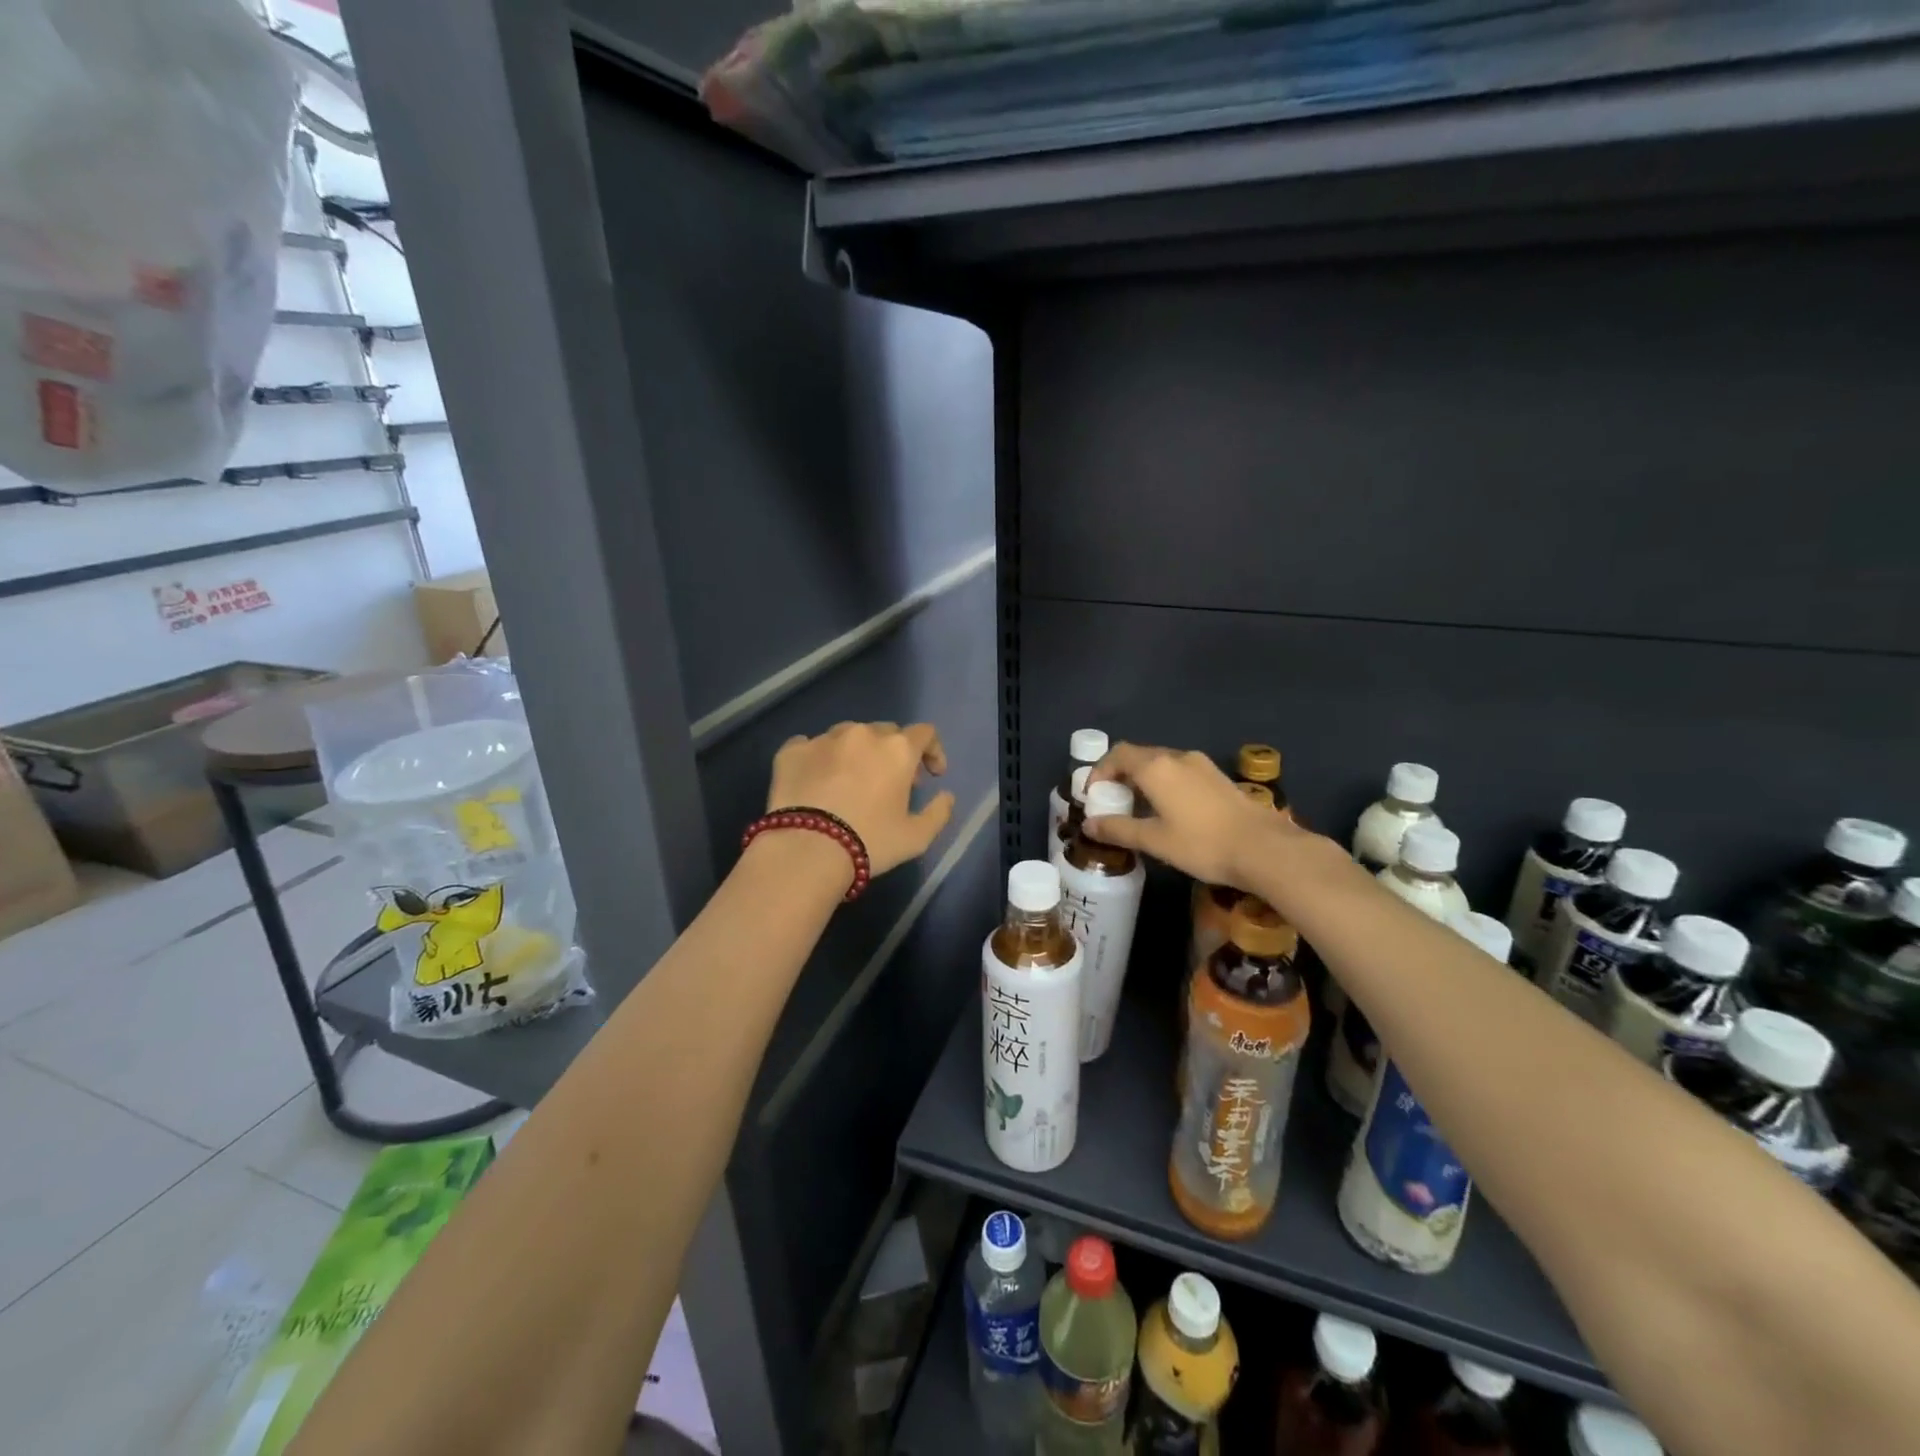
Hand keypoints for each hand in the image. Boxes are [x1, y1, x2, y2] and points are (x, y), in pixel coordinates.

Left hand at [766, 721, 954, 877]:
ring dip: (856, 752)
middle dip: (893, 752)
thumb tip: (946, 797)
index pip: (925, 733)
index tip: (932, 774)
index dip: (933, 751)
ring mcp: (823, 739)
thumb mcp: (917, 838)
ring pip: (847, 735)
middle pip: (886, 732)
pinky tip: (816, 780)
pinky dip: (818, 758)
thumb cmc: (869, 842)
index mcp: (897, 749)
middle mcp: (862, 734)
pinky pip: (810, 745)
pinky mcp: (791, 751)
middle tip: (891, 782)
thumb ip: (939, 813)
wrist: (806, 850)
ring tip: (850, 780)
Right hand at [1085, 742, 1298, 888]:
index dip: (1099, 771)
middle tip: (1112, 802)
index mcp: (1156, 767)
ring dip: (1143, 780)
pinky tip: (1169, 811)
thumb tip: (1089, 824)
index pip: (1117, 755)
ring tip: (1138, 808)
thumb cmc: (1202, 844)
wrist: (1264, 848)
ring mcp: (1201, 765)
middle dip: (1120, 775)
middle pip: (1139, 756)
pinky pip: (1180, 772)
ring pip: (1161, 763)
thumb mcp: (1154, 840)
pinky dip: (1164, 784)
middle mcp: (1177, 757)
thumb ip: (1118, 829)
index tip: (1093, 796)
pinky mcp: (1218, 777)